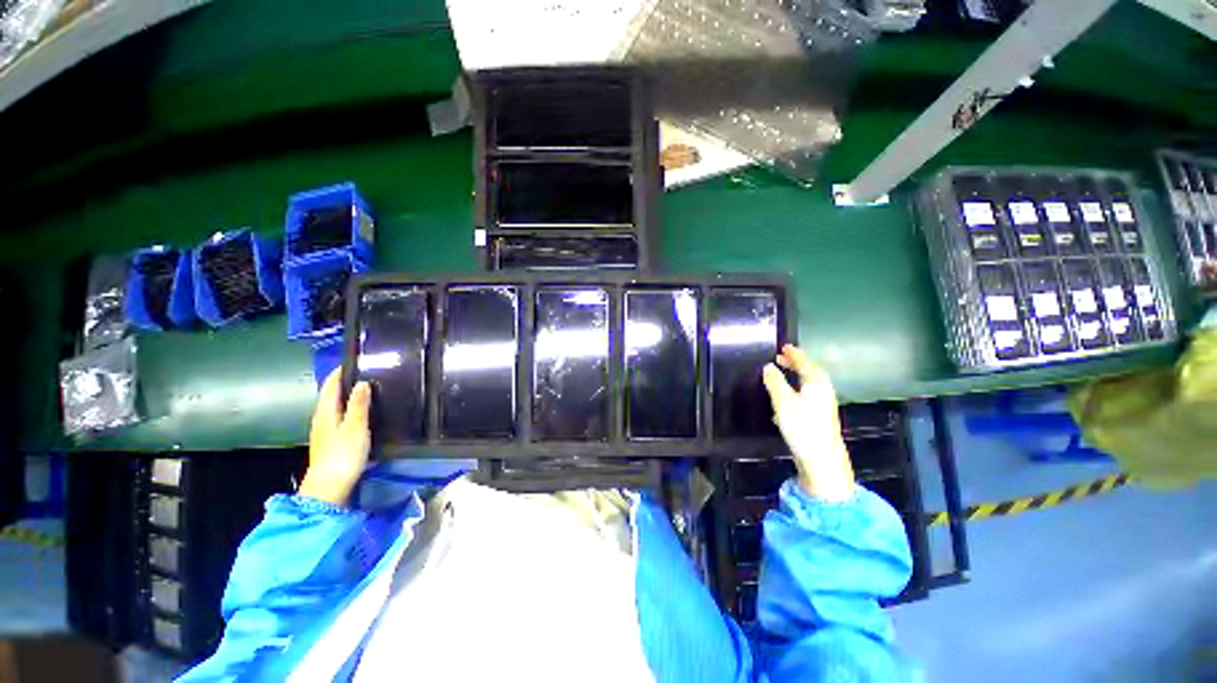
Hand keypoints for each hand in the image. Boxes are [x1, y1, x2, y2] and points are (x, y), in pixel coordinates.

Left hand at [299, 370, 371, 505]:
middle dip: (345, 384)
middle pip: (332, 397)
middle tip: (367, 375)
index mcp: (326, 413)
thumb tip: (362, 382)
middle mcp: (322, 420)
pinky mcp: (331, 443)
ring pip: (336, 408)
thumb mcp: (356, 427)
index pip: (330, 386)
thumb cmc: (343, 454)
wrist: (330, 487)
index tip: (353, 361)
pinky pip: (341, 419)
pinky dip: (350, 411)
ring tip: (368, 392)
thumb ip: (359, 404)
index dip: (339, 373)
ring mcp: (325, 433)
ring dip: (349, 398)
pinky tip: (363, 415)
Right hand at [762, 344, 855, 501]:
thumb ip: (774, 382)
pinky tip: (787, 396)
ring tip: (782, 373)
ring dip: (795, 376)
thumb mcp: (783, 401)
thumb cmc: (802, 425)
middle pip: (809, 371)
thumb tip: (768, 366)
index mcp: (816, 381)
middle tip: (780, 358)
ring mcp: (823, 403)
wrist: (821, 457)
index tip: (784, 346)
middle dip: (795, 364)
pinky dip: (797, 388)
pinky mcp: (820, 415)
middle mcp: (823, 389)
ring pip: (808, 383)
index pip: (804, 362)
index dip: (793, 354)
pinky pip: (807, 393)